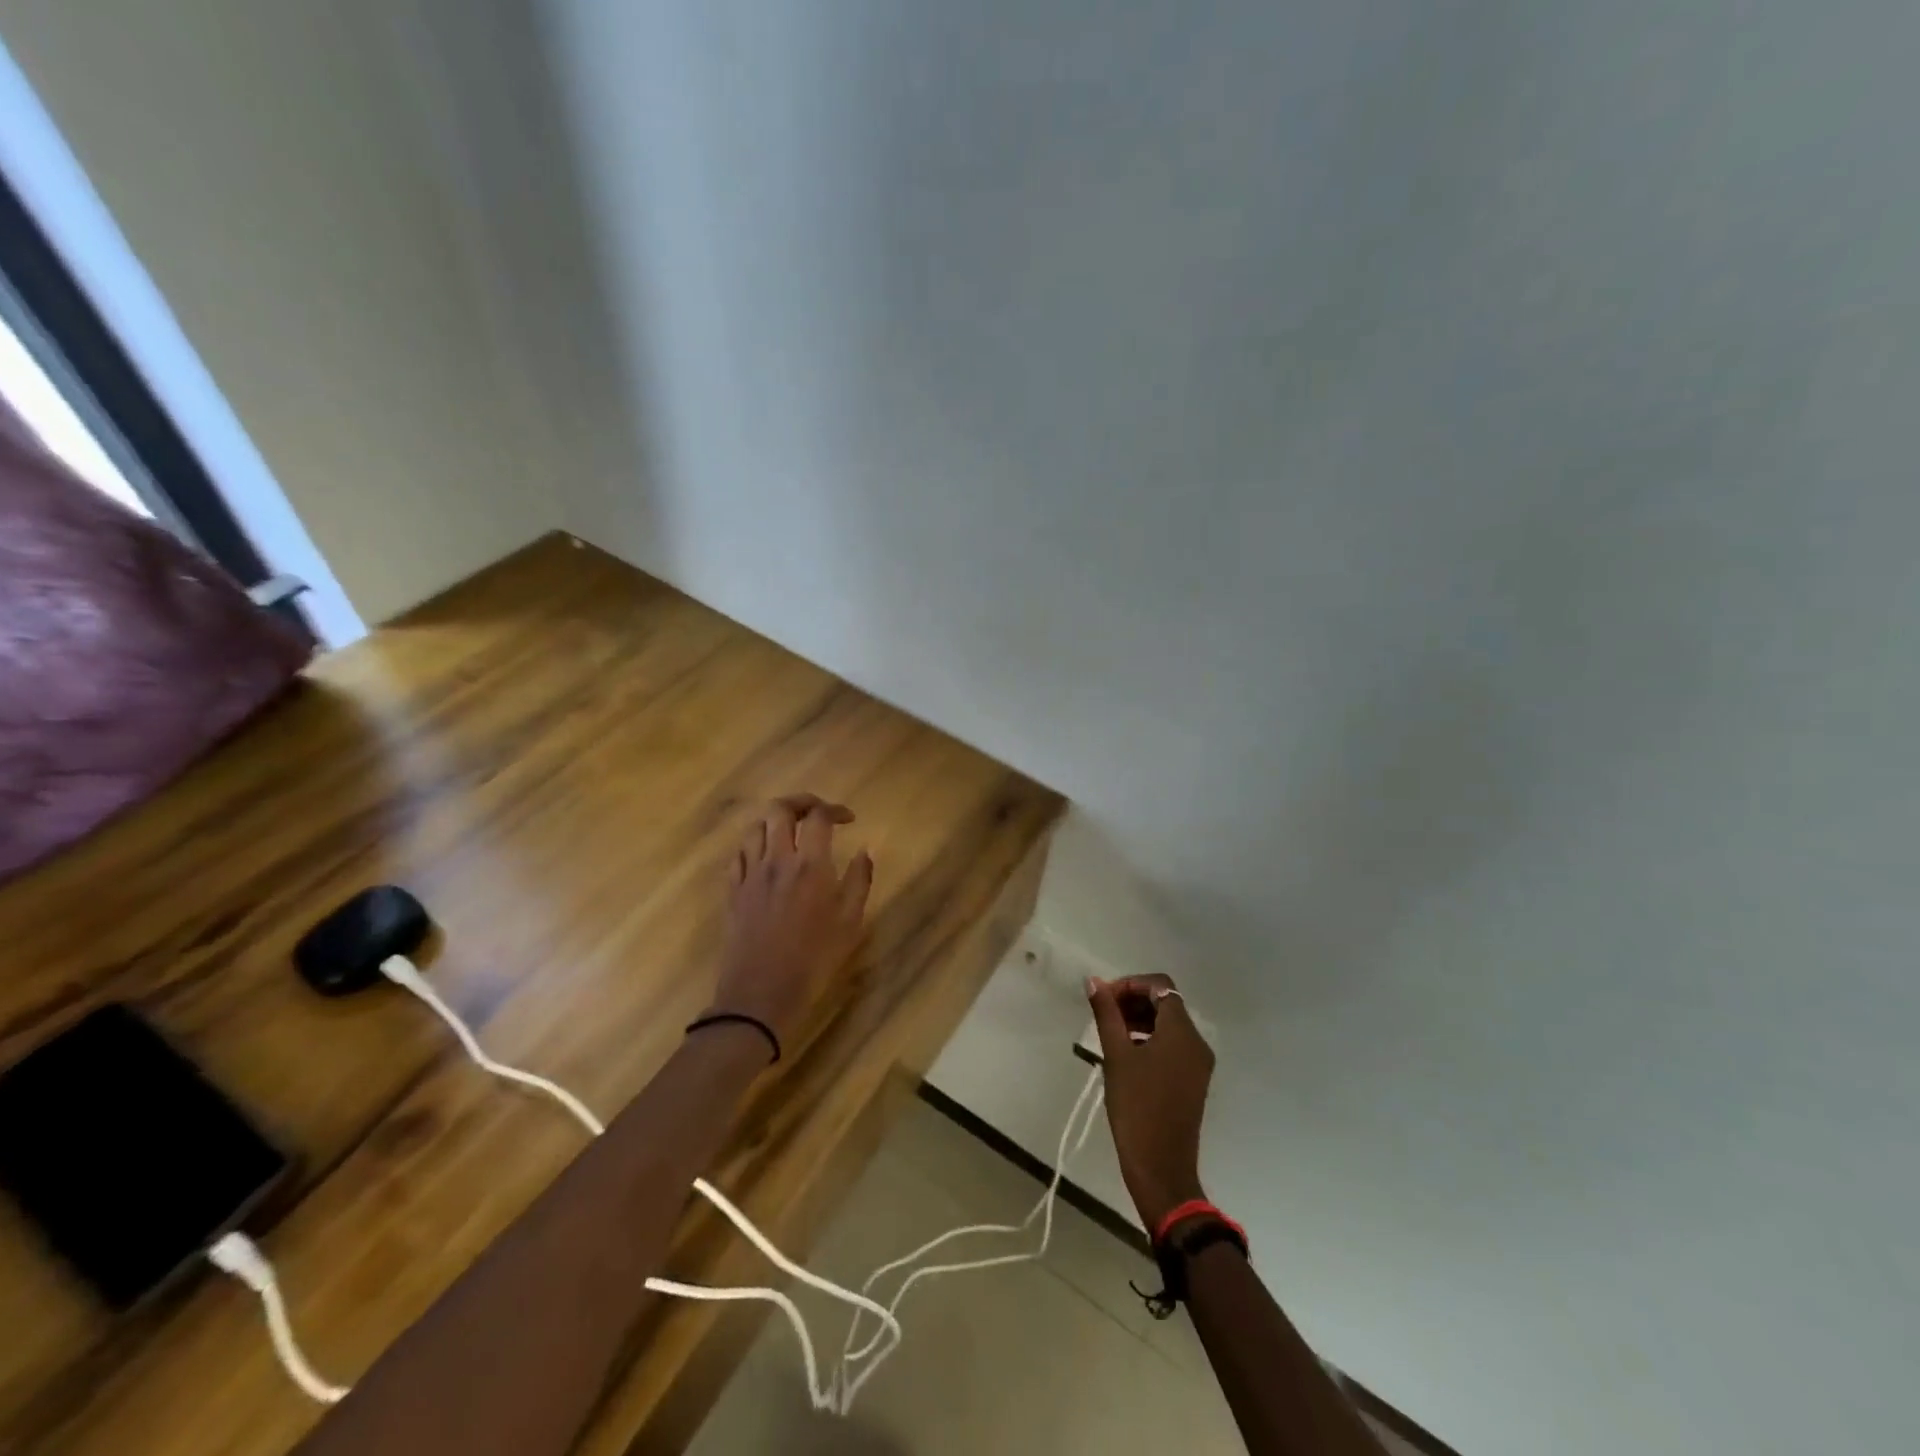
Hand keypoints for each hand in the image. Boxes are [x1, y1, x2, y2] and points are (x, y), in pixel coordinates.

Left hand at [709, 794, 873, 1051]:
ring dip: (774, 822)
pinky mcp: (732, 891)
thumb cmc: (813, 960)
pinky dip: (753, 846)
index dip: (835, 809)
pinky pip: (739, 854)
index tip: (848, 820)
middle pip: (780, 810)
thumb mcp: (850, 923)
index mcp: (810, 866)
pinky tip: (765, 858)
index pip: (818, 817)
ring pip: (755, 827)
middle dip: (800, 803)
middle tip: (816, 814)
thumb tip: (865, 851)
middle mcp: (777, 861)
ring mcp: (750, 874)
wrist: (760, 995)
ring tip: (790, 834)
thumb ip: (859, 881)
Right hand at [1088, 974, 1214, 1230]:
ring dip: (1140, 1019)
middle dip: (1134, 1000)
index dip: (1131, 984)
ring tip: (1110, 1033)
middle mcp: (1197, 1042)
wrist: (1161, 1167)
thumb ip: (1106, 1014)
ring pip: (1169, 1024)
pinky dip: (1150, 1038)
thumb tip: (1094, 981)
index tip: (1104, 999)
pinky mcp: (1193, 1080)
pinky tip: (1126, 1053)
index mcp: (1182, 1032)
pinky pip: (1173, 1045)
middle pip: (1166, 1002)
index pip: (1160, 985)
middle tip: (1103, 1014)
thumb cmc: (1136, 1107)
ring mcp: (1198, 1063)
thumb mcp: (1116, 1056)